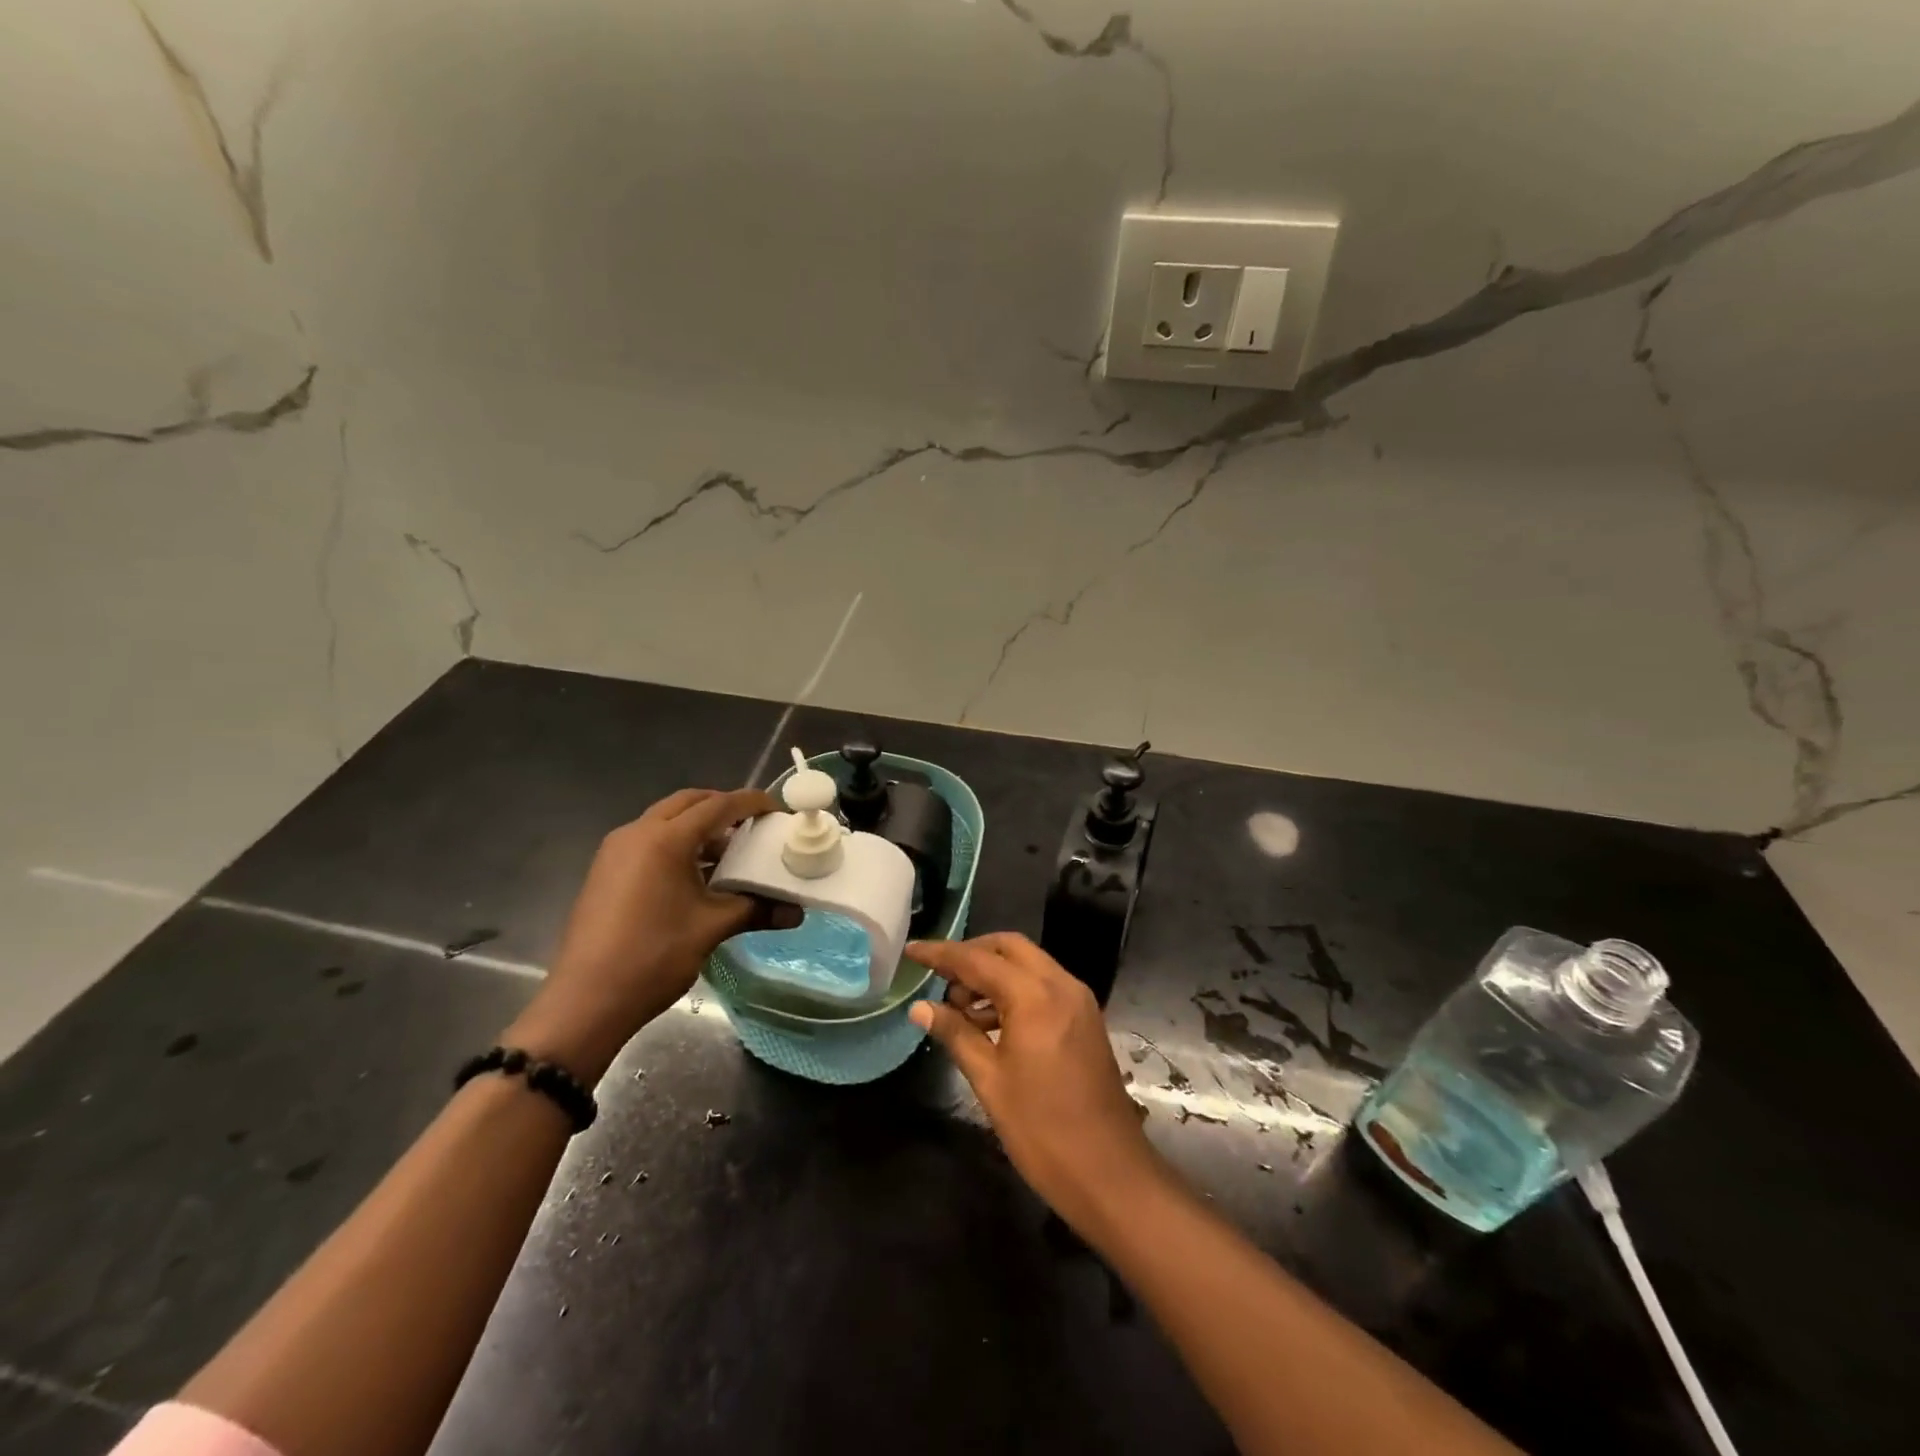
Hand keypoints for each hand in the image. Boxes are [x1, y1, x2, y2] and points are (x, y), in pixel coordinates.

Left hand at [505, 788, 790, 1080]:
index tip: (778, 810)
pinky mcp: (605, 871)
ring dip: (698, 827)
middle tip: (753, 825)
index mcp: (665, 839)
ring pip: (665, 821)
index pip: (718, 805)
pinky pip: (648, 841)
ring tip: (729, 853)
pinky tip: (695, 876)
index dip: (752, 803)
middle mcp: (636, 834)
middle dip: (723, 808)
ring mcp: (615, 852)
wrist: (586, 1001)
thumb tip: (797, 912)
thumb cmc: (654, 957)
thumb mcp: (712, 928)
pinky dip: (677, 845)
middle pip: (688, 803)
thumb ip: (756, 910)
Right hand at [908, 933, 1163, 1235]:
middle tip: (938, 978)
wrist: (1110, 1174)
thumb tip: (920, 1007)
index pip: (978, 960)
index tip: (911, 951)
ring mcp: (1078, 1001)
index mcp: (1035, 996)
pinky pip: (1044, 986)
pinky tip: (990, 1022)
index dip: (941, 953)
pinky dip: (1015, 991)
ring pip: (1028, 965)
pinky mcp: (1086, 1019)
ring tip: (959, 1008)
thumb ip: (955, 1034)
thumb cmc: (1042, 1130)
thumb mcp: (989, 1081)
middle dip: (972, 955)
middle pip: (1009, 948)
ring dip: (993, 974)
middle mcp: (1061, 985)